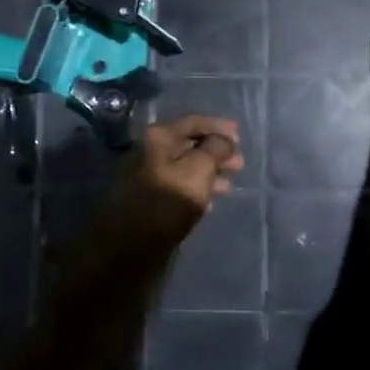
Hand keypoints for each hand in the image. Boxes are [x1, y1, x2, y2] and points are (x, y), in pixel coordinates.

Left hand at [94, 115, 243, 249]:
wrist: (129, 247)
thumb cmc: (167, 203)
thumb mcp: (198, 171)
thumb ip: (215, 150)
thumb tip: (224, 140)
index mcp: (158, 138)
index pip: (193, 122)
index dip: (218, 127)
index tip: (239, 135)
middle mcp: (149, 151)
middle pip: (189, 144)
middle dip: (216, 152)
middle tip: (239, 163)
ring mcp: (147, 175)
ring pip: (185, 166)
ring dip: (209, 172)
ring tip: (229, 184)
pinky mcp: (149, 198)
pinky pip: (178, 184)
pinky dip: (197, 187)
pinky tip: (210, 200)